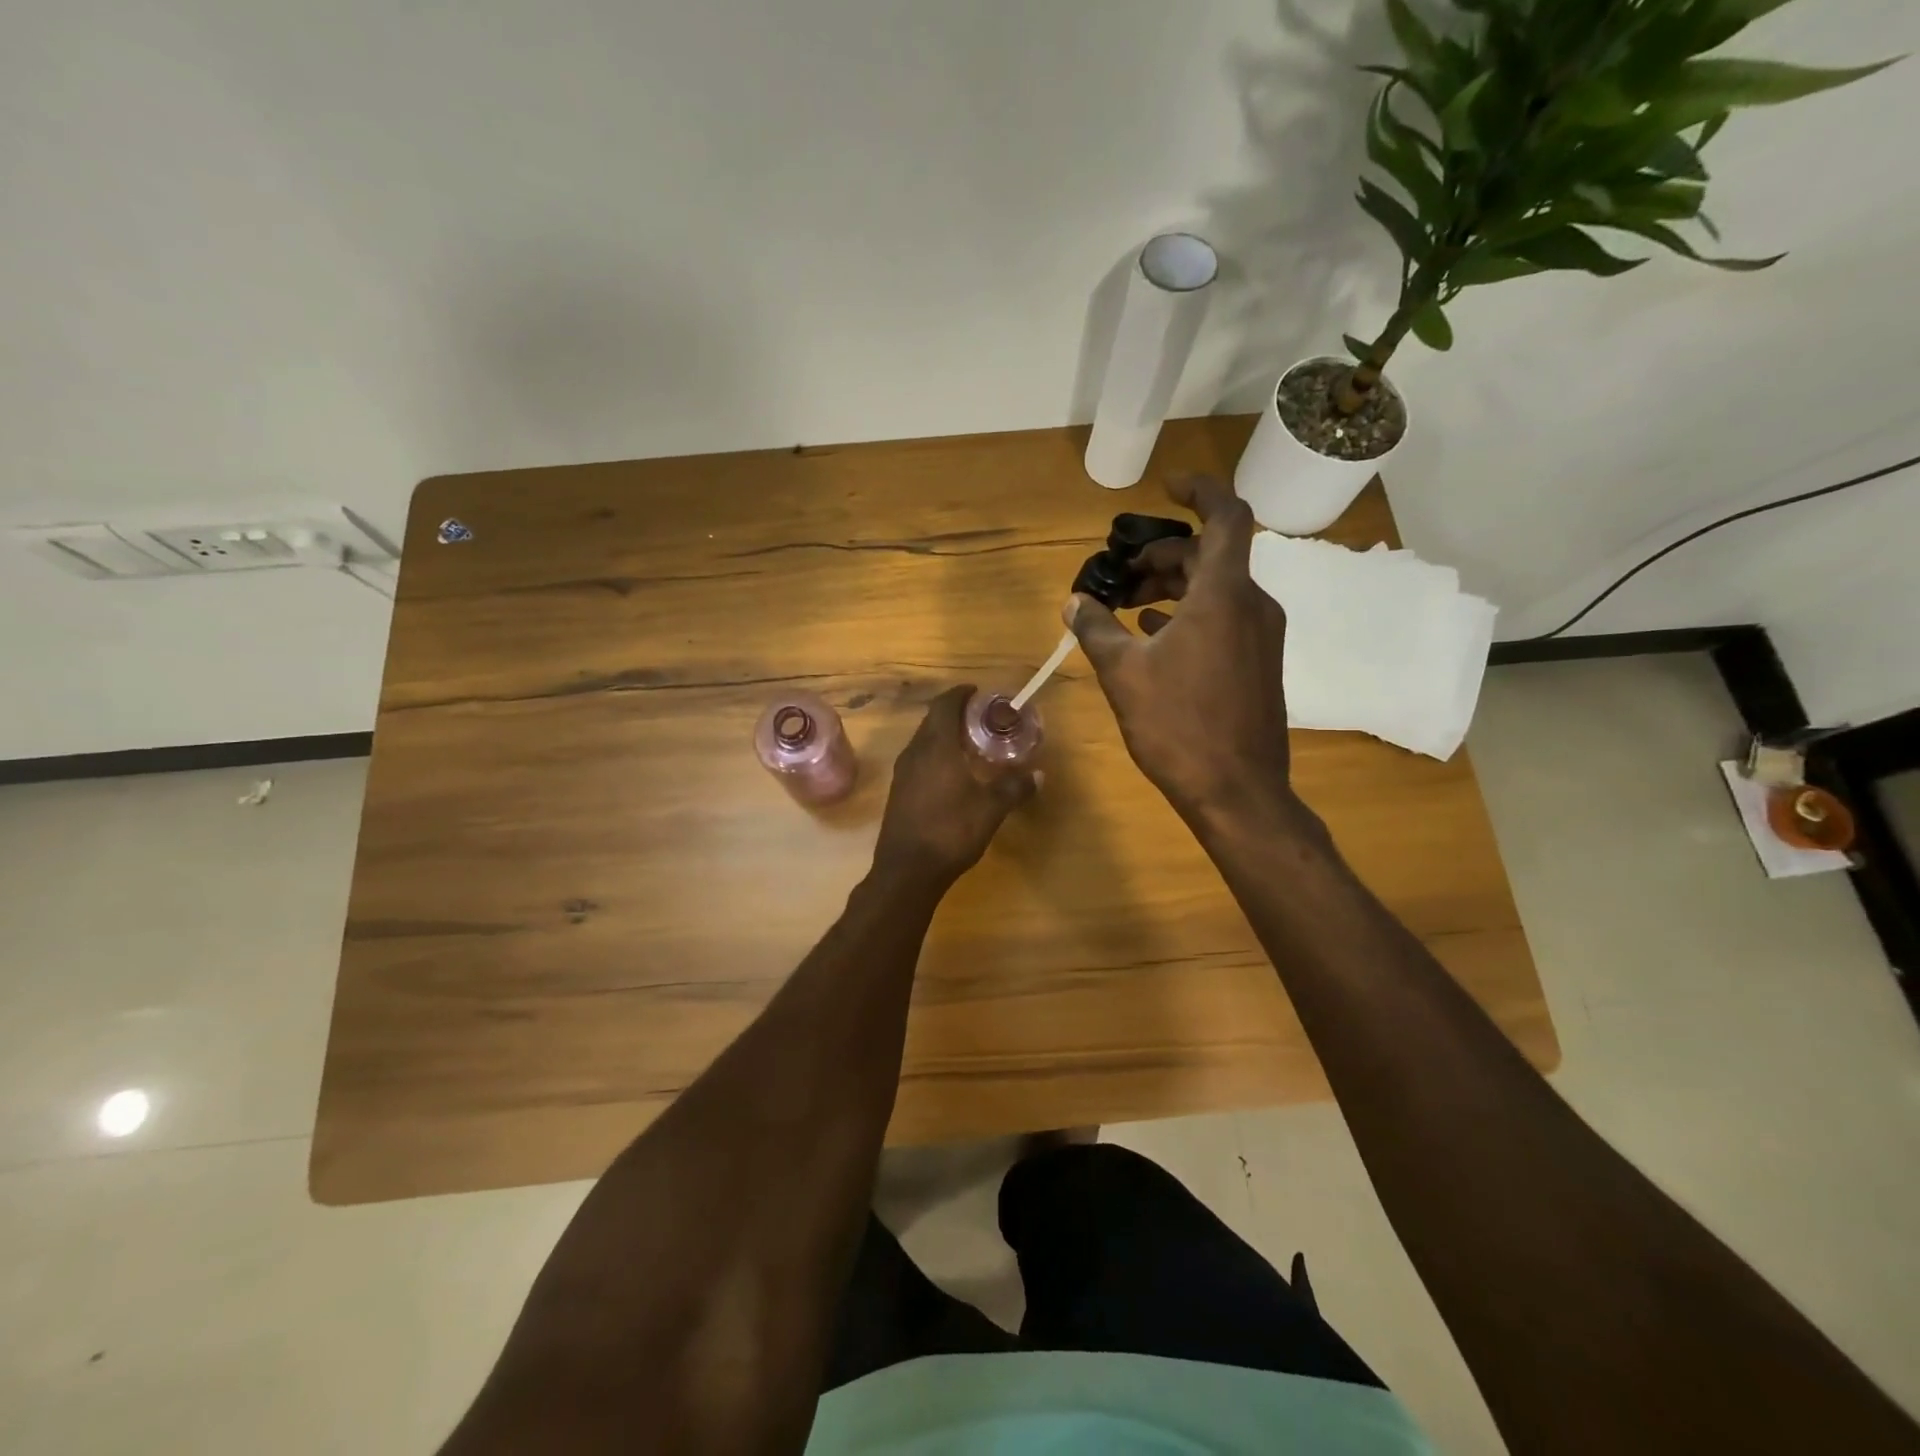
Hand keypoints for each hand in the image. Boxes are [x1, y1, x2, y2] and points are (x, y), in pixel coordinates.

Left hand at [874, 685, 1035, 887]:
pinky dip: (936, 755)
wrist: (907, 870)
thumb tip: (1039, 775)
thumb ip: (1014, 788)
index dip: (960, 694)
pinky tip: (953, 772)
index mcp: (936, 747)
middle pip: (933, 721)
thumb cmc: (950, 831)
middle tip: (981, 718)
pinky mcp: (899, 792)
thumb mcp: (990, 809)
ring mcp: (902, 773)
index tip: (978, 692)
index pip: (945, 706)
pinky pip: (918, 760)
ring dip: (944, 735)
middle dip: (955, 714)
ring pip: (924, 741)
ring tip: (970, 743)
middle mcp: (914, 752)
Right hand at [1066, 475, 1293, 825]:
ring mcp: (1260, 636)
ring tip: (1129, 606)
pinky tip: (1156, 635)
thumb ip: (1097, 629)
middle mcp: (1251, 605)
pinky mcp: (1258, 663)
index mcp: (1223, 595)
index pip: (1225, 516)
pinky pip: (1225, 618)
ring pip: (1217, 588)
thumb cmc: (1178, 725)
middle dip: (1165, 555)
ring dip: (1174, 587)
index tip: (1167, 485)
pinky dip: (1191, 613)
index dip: (1199, 490)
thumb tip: (1074, 602)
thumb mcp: (1124, 674)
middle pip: (1211, 555)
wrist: (1237, 790)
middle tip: (1123, 573)